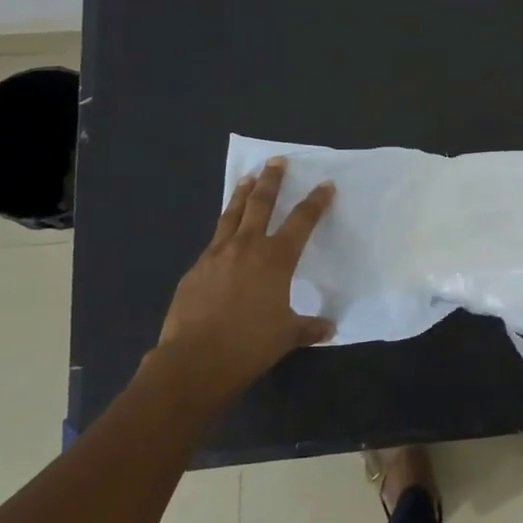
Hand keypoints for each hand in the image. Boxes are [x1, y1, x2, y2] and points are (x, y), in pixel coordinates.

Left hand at [145, 157, 335, 408]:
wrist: (194, 361)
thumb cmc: (249, 346)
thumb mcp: (287, 337)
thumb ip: (309, 327)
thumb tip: (329, 329)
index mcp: (276, 259)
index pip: (301, 221)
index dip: (316, 201)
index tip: (325, 185)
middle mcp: (247, 247)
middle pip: (261, 203)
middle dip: (272, 180)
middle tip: (277, 161)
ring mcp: (217, 255)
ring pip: (231, 215)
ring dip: (241, 194)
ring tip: (247, 177)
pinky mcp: (195, 270)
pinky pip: (214, 241)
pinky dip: (223, 230)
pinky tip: (225, 235)